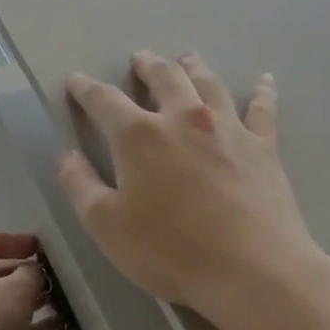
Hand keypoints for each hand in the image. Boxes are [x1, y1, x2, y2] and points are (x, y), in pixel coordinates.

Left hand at [0, 231, 63, 329]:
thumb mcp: (15, 288)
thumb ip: (31, 273)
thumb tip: (34, 273)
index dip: (18, 241)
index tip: (45, 246)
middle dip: (27, 273)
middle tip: (57, 275)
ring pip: (5, 306)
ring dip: (32, 301)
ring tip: (63, 298)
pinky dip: (33, 328)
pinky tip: (60, 325)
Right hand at [56, 52, 329, 321]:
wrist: (251, 271)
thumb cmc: (169, 250)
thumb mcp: (106, 225)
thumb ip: (80, 185)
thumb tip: (66, 156)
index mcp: (139, 136)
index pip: (104, 101)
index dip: (86, 89)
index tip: (76, 80)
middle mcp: (183, 119)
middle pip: (164, 78)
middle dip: (147, 66)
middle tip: (140, 59)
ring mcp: (228, 129)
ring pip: (208, 84)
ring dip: (194, 68)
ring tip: (187, 59)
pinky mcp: (263, 147)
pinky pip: (262, 109)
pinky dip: (261, 91)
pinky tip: (263, 80)